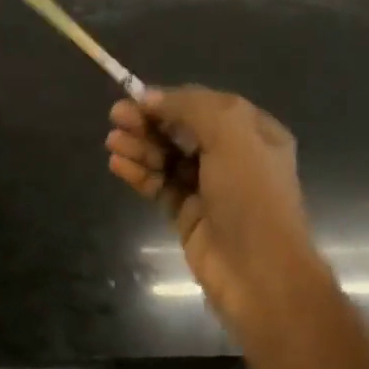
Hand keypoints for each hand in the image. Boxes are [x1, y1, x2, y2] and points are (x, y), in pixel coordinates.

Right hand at [105, 85, 322, 327]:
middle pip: (182, 130)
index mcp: (254, 134)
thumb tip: (150, 97)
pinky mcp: (186, 213)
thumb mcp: (231, 137)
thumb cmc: (251, 197)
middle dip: (150, 122)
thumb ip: (191, 109)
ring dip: (140, 146)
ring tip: (112, 142)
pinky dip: (138, 173)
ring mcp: (208, 187)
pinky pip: (158, 185)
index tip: (136, 99)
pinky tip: (117, 164)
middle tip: (115, 117)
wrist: (257, 270)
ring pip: (167, 158)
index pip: (206, 106)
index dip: (170, 100)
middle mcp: (233, 157)